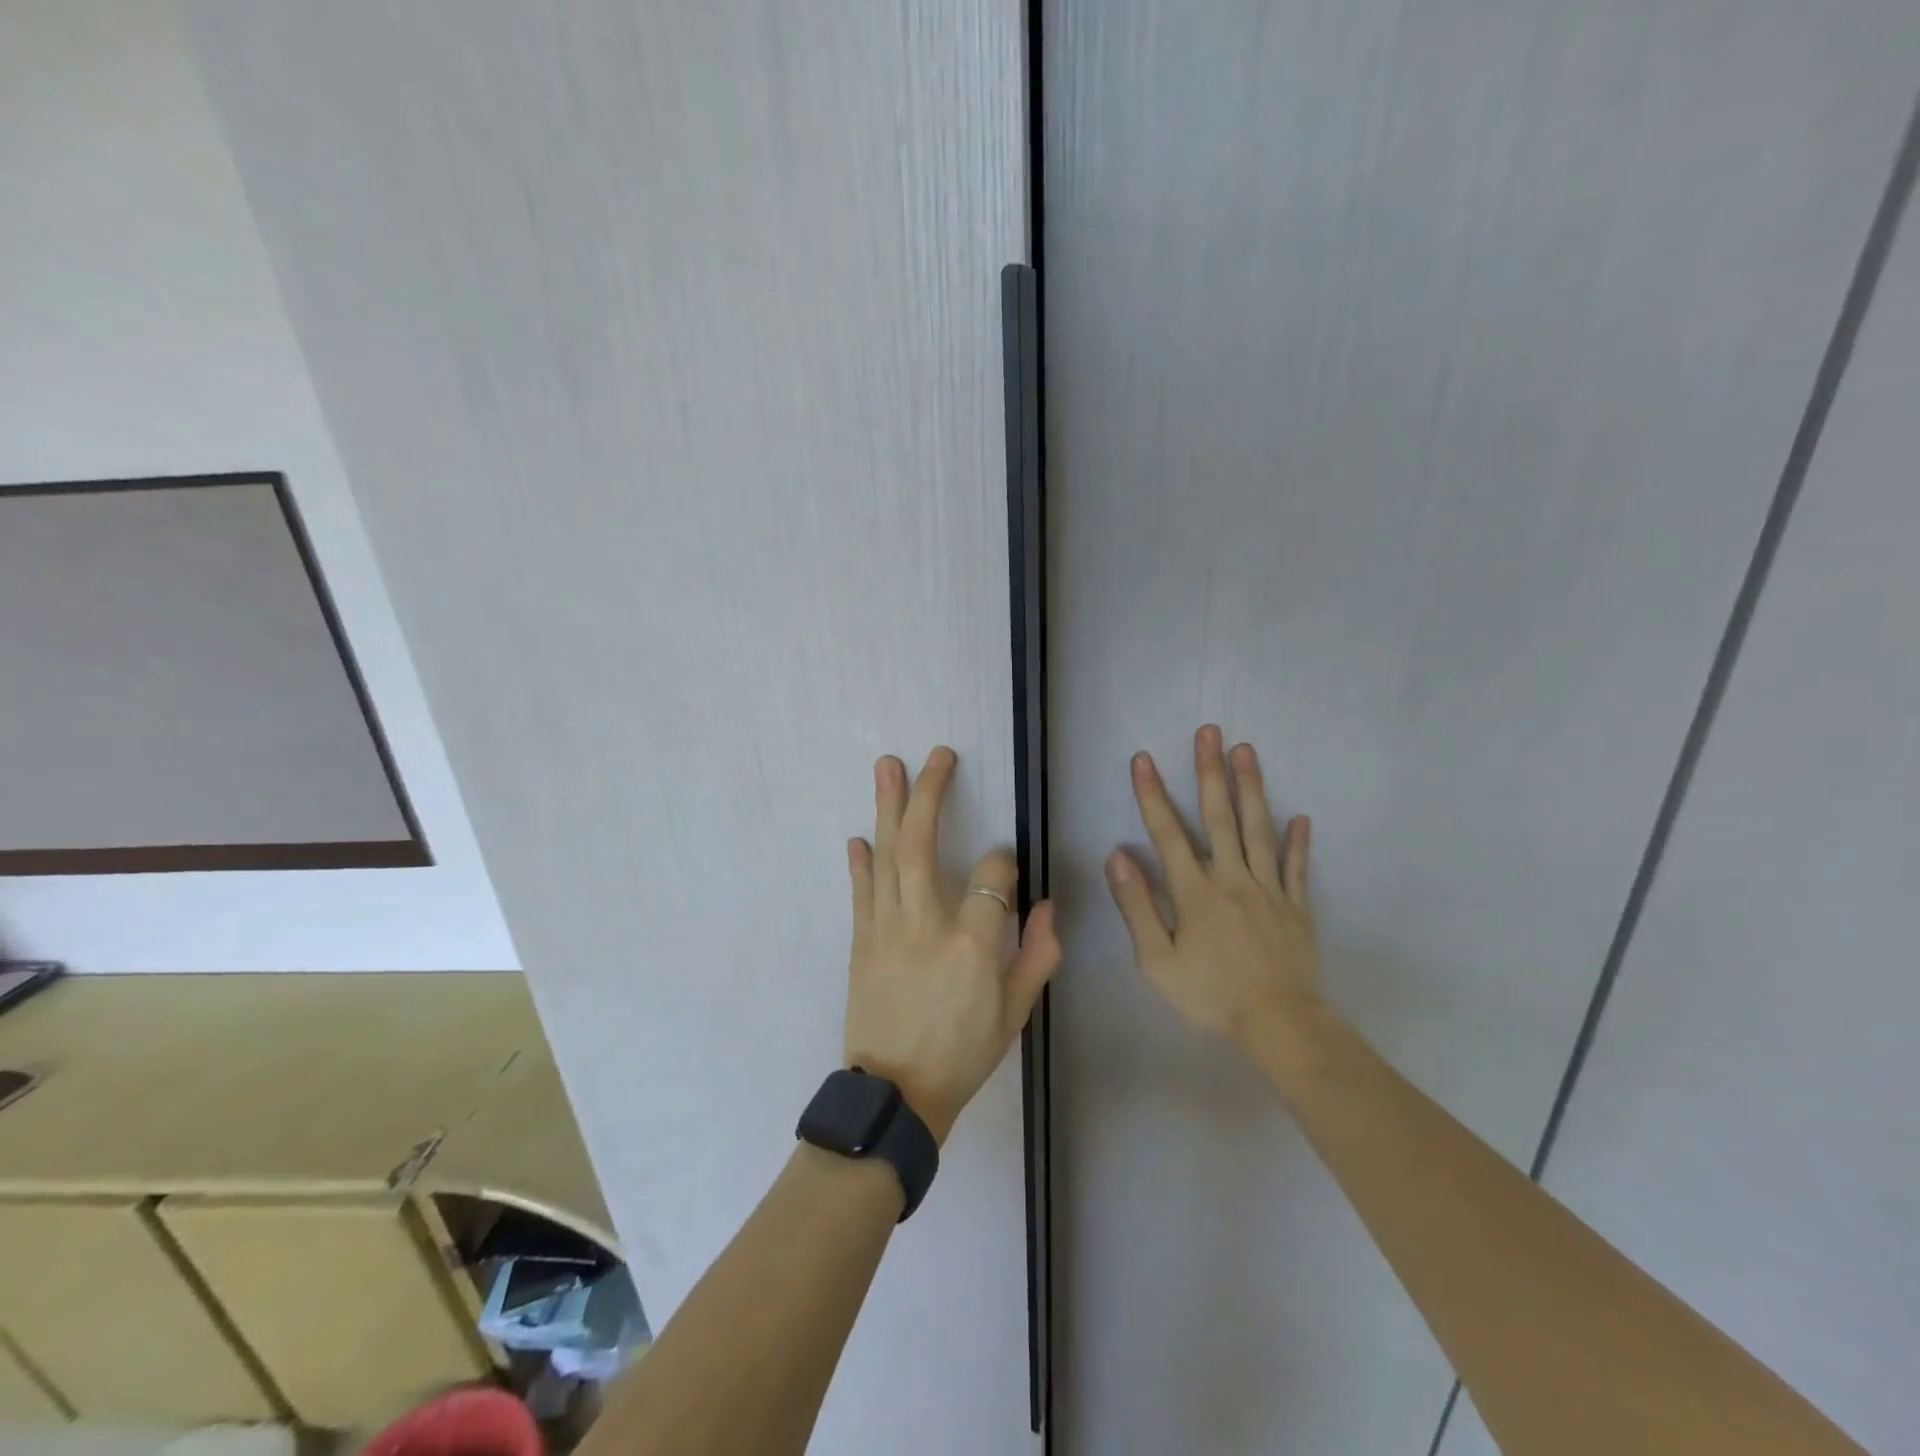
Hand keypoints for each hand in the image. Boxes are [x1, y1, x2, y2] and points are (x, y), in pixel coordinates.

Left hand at [844, 747, 1060, 1144]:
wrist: (896, 1094)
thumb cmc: (964, 1052)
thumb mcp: (1016, 1012)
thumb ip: (1038, 954)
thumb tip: (1048, 905)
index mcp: (974, 942)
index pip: (994, 874)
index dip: (1005, 861)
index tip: (1006, 865)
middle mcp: (927, 923)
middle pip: (923, 843)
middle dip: (931, 793)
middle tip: (938, 755)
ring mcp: (886, 928)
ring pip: (886, 855)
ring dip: (887, 806)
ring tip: (887, 765)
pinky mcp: (860, 940)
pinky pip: (860, 890)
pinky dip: (859, 860)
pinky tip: (859, 834)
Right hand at [1105, 725, 1322, 1047]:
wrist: (1281, 1025)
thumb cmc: (1210, 995)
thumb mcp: (1157, 960)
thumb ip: (1138, 906)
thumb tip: (1118, 857)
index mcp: (1195, 891)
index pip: (1168, 833)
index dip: (1153, 794)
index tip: (1143, 758)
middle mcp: (1233, 878)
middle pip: (1220, 817)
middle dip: (1210, 772)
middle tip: (1209, 731)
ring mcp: (1269, 890)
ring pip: (1259, 830)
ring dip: (1251, 788)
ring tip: (1246, 750)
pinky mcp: (1297, 907)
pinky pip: (1297, 868)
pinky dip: (1298, 842)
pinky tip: (1300, 817)